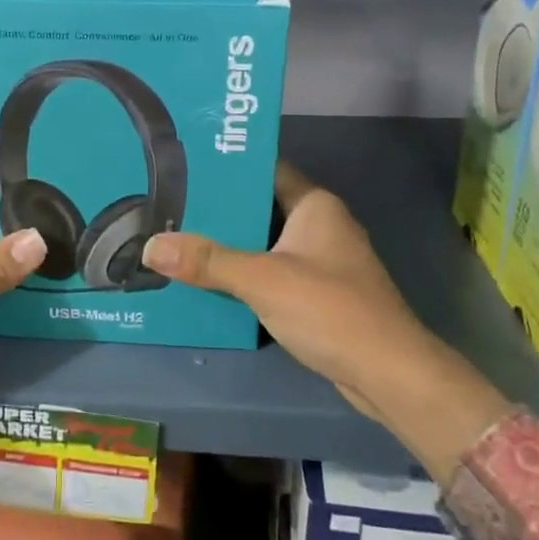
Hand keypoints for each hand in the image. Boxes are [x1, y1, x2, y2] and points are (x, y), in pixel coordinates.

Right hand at [138, 163, 433, 418]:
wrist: (388, 373)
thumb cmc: (330, 309)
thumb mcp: (262, 280)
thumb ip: (208, 262)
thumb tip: (150, 246)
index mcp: (315, 206)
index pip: (266, 170)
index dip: (229, 167)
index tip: (186, 166)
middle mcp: (321, 226)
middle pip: (261, 209)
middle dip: (220, 212)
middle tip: (170, 207)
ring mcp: (323, 262)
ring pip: (266, 244)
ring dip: (230, 247)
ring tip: (179, 241)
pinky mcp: (320, 295)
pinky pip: (274, 274)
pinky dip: (246, 276)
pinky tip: (210, 282)